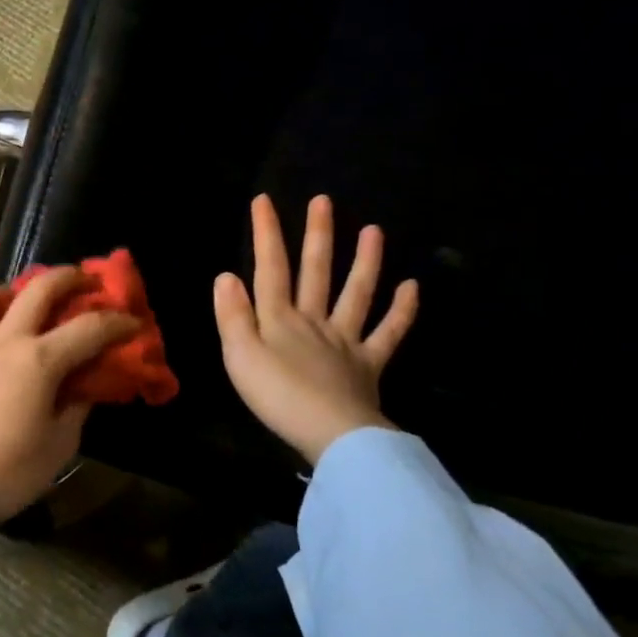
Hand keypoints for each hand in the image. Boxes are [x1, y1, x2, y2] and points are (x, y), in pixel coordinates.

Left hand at [0, 268, 138, 529]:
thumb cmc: (8, 470)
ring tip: (26, 303)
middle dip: (69, 277)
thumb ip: (77, 407)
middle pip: (40, 287)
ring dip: (15, 290)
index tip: (134, 322)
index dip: (118, 322)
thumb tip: (85, 386)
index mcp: (40, 360)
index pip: (90, 327)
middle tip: (85, 282)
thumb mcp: (60, 445)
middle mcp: (6, 338)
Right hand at [215, 194, 418, 464]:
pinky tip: (411, 288)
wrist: (332, 435)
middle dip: (317, 235)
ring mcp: (345, 340)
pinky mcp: (368, 364)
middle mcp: (313, 321)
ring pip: (356, 293)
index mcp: (279, 319)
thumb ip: (233, 316)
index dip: (266, 234)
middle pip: (316, 272)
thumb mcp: (239, 357)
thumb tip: (226, 276)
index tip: (264, 201)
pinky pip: (388, 334)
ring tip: (374, 230)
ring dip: (365, 261)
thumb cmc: (278, 396)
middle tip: (323, 201)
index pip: (270, 268)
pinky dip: (402, 311)